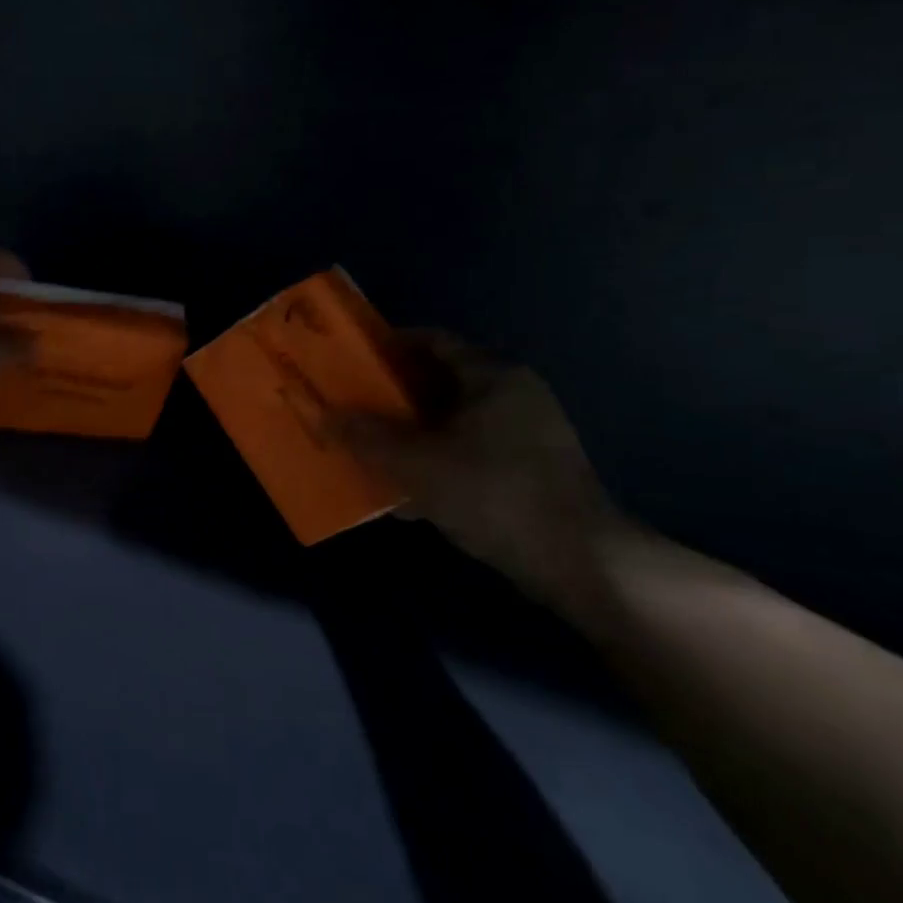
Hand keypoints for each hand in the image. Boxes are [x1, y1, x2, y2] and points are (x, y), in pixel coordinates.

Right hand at [344, 331, 623, 610]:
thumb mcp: (417, 464)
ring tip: (368, 449)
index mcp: (492, 376)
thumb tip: (324, 415)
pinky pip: (466, 455)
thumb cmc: (494, 493)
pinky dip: (434, 465)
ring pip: (450, 423)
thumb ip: (367, 437)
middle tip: (350, 407)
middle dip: (390, 396)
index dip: (387, 345)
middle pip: (438, 383)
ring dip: (409, 435)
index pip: (432, 341)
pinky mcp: (526, 473)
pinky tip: (405, 494)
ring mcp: (524, 436)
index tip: (348, 359)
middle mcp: (512, 396)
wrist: (578, 561)